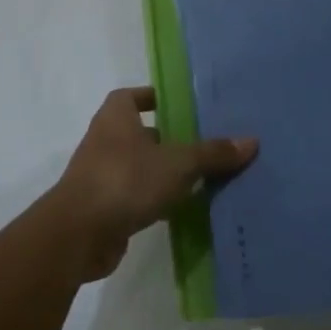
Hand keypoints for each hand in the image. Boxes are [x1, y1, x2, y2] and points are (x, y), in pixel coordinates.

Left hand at [51, 87, 257, 281]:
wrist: (79, 233)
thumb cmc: (126, 181)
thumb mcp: (177, 164)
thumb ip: (212, 153)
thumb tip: (251, 141)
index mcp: (115, 118)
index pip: (131, 96)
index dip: (151, 97)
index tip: (178, 105)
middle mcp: (104, 141)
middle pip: (139, 133)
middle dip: (167, 138)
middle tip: (204, 144)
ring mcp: (101, 176)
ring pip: (138, 167)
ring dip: (163, 172)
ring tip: (202, 178)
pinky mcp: (104, 208)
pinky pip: (135, 196)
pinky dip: (155, 200)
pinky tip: (183, 210)